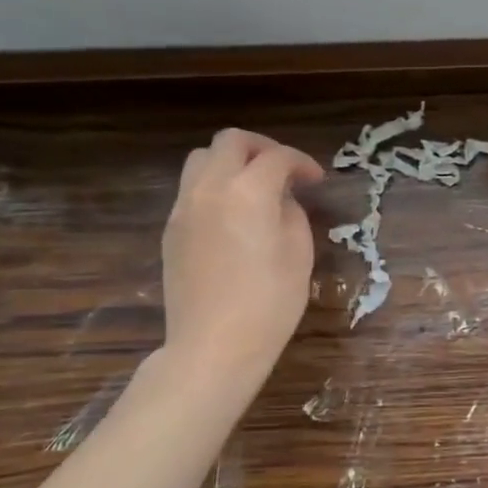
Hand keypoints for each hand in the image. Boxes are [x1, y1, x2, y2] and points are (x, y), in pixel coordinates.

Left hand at [159, 129, 323, 381]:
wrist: (214, 345)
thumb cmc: (270, 302)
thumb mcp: (299, 253)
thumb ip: (292, 212)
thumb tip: (281, 198)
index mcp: (248, 192)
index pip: (277, 157)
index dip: (301, 162)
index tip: (316, 180)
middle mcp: (210, 188)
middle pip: (231, 142)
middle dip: (262, 148)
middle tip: (284, 172)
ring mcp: (184, 207)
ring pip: (202, 159)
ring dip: (231, 162)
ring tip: (254, 188)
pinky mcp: (171, 229)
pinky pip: (191, 189)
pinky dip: (215, 186)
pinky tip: (233, 215)